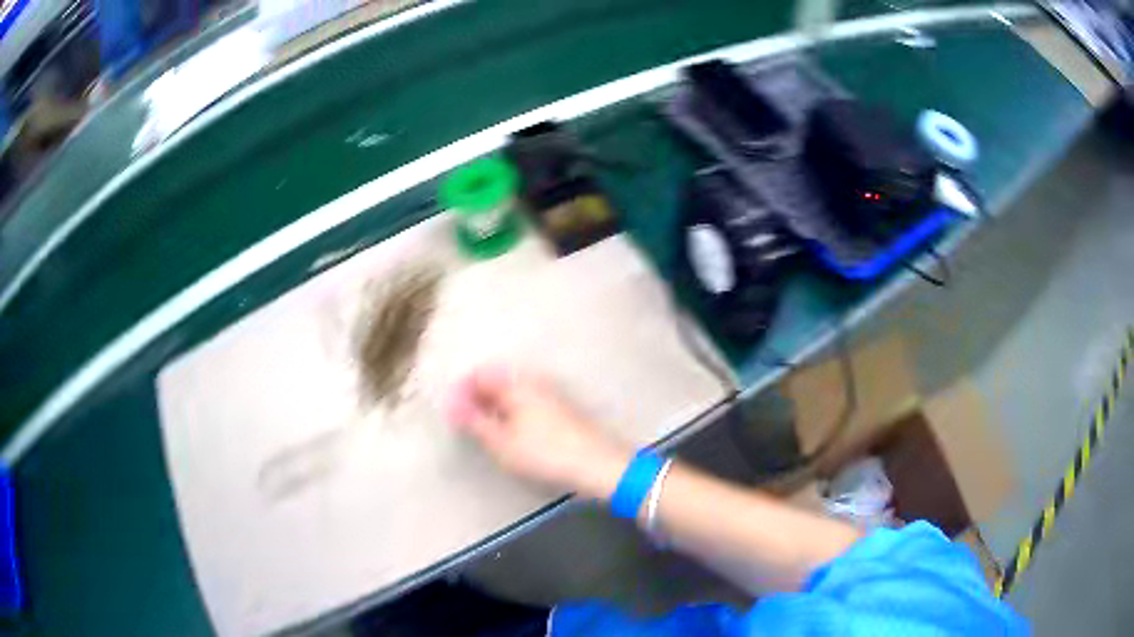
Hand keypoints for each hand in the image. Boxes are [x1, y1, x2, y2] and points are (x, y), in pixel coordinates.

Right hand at [445, 365, 631, 498]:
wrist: (597, 465)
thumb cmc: (545, 453)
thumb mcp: (502, 442)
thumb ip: (475, 421)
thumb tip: (452, 405)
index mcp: (517, 383)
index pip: (480, 375)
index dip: (461, 392)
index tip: (451, 413)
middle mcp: (533, 381)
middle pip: (496, 381)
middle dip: (477, 399)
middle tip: (464, 424)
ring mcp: (549, 394)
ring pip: (511, 393)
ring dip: (493, 407)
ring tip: (484, 432)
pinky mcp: (560, 409)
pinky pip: (525, 402)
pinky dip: (511, 413)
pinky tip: (510, 434)